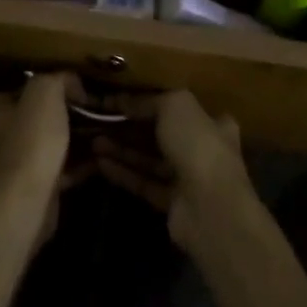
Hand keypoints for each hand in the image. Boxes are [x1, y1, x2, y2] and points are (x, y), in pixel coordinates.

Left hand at [0, 72, 91, 251]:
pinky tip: (102, 158)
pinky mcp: (37, 186)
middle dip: (71, 114)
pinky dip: (81, 163)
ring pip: (55, 143)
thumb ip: (58, 79)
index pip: (27, 88)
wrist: (28, 198)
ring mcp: (20, 162)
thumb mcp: (45, 91)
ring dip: (79, 139)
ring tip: (106, 133)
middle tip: (99, 111)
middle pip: (43, 116)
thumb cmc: (33, 139)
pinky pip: (63, 168)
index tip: (81, 89)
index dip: (55, 85)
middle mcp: (4, 134)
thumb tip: (73, 84)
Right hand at [94, 90, 255, 248]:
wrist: (210, 207)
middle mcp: (203, 149)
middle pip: (161, 134)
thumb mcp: (175, 106)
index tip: (120, 99)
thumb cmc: (199, 146)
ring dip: (123, 149)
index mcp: (212, 123)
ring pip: (150, 160)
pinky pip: (144, 183)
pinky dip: (124, 173)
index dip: (150, 101)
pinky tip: (100, 163)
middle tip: (101, 120)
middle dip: (130, 127)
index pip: (179, 108)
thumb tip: (123, 100)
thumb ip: (149, 100)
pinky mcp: (172, 203)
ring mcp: (188, 179)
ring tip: (93, 140)